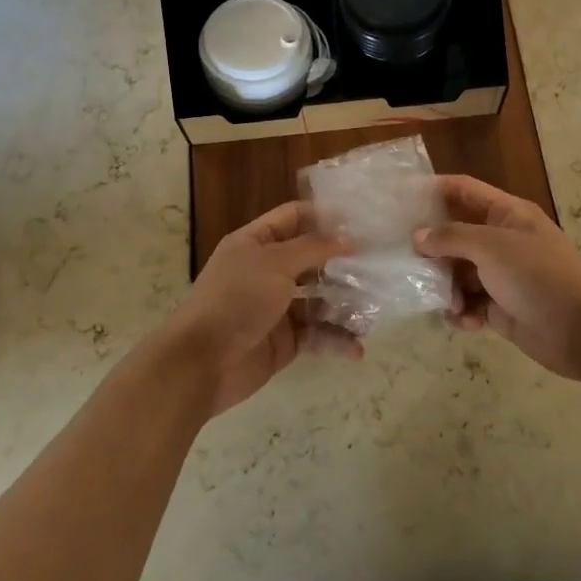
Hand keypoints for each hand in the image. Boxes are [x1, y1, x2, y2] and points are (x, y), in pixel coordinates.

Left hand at [165, 201, 358, 414]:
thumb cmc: (236, 300)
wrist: (201, 363)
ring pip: (319, 299)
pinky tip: (357, 347)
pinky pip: (316, 334)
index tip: (360, 220)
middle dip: (343, 263)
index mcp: (255, 243)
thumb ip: (313, 248)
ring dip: (345, 303)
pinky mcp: (285, 341)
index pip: (293, 218)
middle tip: (378, 264)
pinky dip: (336, 339)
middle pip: (311, 259)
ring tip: (374, 309)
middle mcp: (266, 271)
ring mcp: (276, 307)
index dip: (323, 217)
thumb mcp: (275, 263)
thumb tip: (348, 238)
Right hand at [414, 175, 580, 379]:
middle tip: (401, 258)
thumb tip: (418, 237)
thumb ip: (452, 237)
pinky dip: (461, 312)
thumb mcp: (492, 247)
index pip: (464, 190)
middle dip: (432, 247)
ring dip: (446, 285)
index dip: (433, 190)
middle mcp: (502, 240)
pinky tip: (460, 321)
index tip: (399, 199)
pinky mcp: (501, 309)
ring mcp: (502, 276)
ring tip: (440, 299)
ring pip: (459, 272)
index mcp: (507, 214)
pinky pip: (470, 304)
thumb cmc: (539, 276)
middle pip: (456, 234)